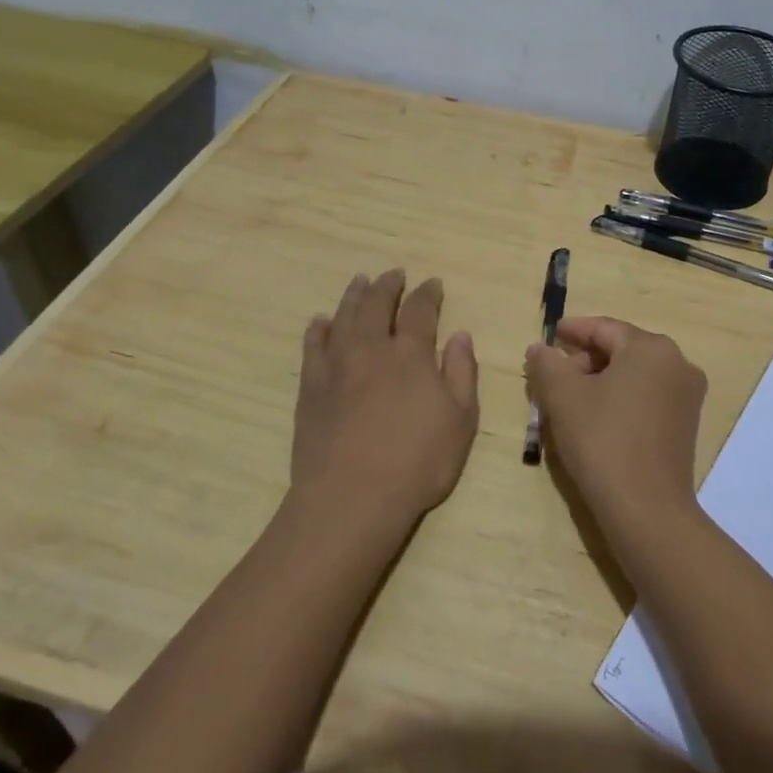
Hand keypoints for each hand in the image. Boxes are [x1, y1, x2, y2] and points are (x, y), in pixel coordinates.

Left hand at [292, 270, 479, 528]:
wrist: (351, 498)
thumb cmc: (417, 462)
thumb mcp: (461, 421)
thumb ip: (462, 372)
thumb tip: (460, 335)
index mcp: (411, 354)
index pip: (420, 310)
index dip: (427, 294)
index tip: (432, 283)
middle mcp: (372, 348)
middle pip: (378, 303)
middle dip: (388, 285)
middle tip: (394, 273)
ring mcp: (337, 365)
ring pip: (344, 316)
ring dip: (354, 295)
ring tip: (360, 281)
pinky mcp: (311, 386)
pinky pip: (313, 345)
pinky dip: (319, 328)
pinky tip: (321, 321)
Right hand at [525, 316, 706, 540]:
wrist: (647, 511)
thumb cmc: (603, 441)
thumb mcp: (563, 397)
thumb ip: (547, 364)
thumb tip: (540, 348)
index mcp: (651, 348)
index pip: (604, 328)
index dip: (573, 331)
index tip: (549, 337)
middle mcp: (677, 363)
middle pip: (621, 350)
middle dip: (585, 360)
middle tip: (554, 377)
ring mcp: (687, 396)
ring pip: (634, 375)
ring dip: (600, 381)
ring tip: (569, 400)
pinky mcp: (686, 425)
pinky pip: (647, 397)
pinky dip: (620, 399)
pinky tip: (595, 418)